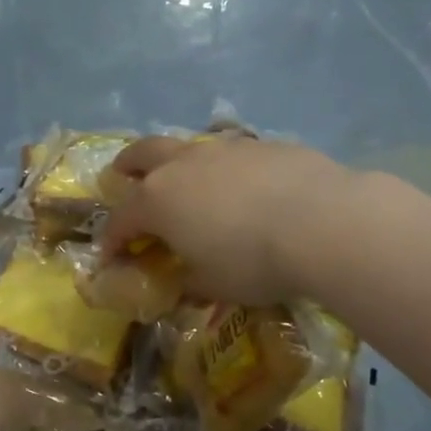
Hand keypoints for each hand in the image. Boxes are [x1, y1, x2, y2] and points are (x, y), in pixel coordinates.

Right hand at [98, 134, 353, 303]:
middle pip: (143, 154)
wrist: (322, 222)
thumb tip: (183, 282)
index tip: (109, 256)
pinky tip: (242, 187)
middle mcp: (183, 165)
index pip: (122, 219)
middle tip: (121, 175)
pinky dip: (223, 169)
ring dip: (176, 163)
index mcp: (159, 200)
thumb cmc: (253, 261)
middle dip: (127, 166)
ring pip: (187, 147)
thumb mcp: (213, 285)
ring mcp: (224, 149)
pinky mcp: (263, 145)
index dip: (112, 239)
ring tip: (186, 181)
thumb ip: (189, 282)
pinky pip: (230, 154)